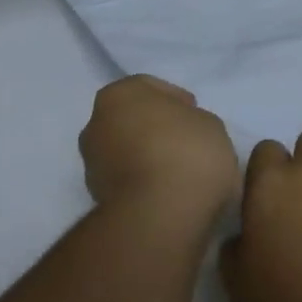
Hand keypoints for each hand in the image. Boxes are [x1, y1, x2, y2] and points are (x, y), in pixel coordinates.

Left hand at [79, 75, 237, 226]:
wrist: (161, 214)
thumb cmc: (188, 153)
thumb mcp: (209, 124)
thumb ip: (191, 121)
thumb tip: (182, 133)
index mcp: (119, 94)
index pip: (149, 87)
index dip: (176, 99)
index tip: (195, 114)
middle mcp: (96, 124)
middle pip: (131, 119)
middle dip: (155, 127)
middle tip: (185, 140)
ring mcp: (92, 163)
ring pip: (125, 150)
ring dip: (146, 156)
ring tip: (179, 170)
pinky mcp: (96, 198)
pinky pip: (126, 179)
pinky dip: (142, 181)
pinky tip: (168, 190)